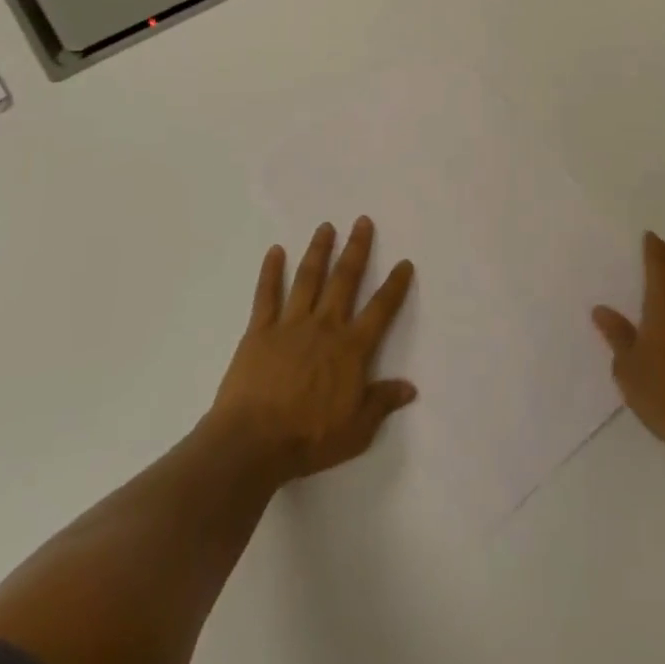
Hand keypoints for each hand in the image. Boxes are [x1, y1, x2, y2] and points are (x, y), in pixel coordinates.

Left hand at [210, 217, 416, 483]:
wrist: (253, 442)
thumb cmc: (308, 439)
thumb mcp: (356, 431)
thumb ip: (381, 403)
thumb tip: (410, 387)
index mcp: (350, 348)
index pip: (380, 310)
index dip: (395, 286)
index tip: (404, 262)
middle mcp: (324, 326)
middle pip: (344, 280)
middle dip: (356, 249)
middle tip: (362, 221)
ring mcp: (291, 324)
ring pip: (308, 278)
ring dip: (318, 251)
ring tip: (325, 226)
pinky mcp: (260, 330)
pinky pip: (267, 295)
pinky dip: (270, 271)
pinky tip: (275, 250)